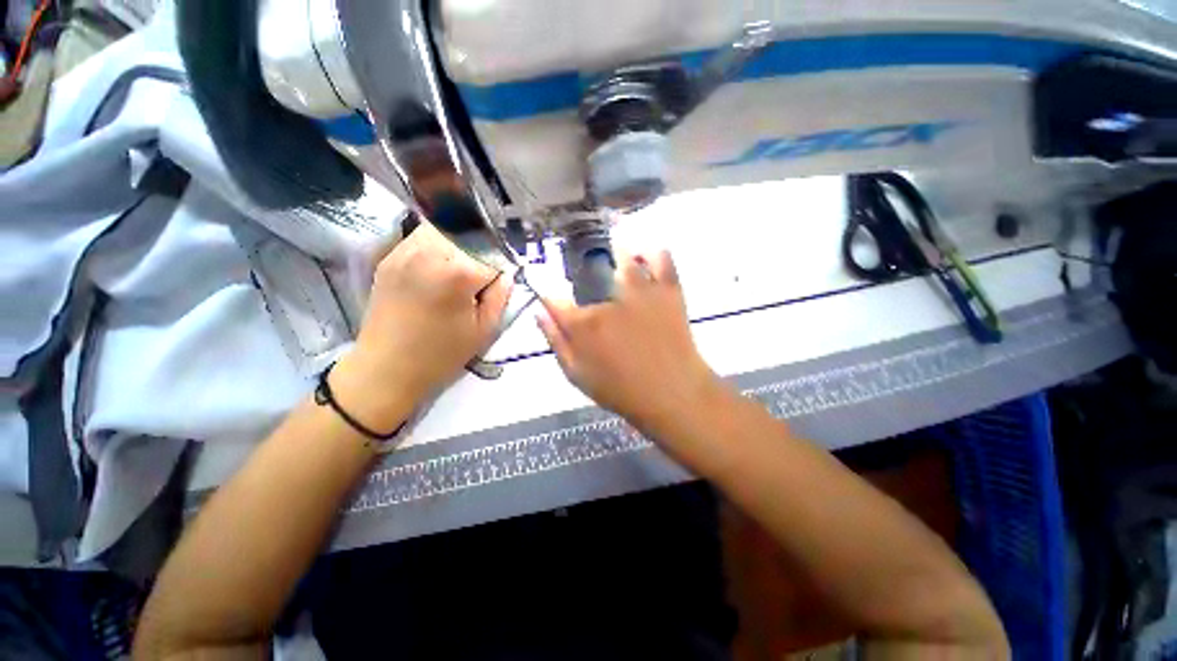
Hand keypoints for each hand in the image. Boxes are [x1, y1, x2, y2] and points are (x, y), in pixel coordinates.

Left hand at [333, 222, 511, 429]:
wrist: (386, 369)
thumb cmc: (442, 354)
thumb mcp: (485, 330)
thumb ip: (501, 296)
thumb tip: (506, 274)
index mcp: (459, 272)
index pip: (494, 256)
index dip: (500, 271)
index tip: (498, 286)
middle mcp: (431, 251)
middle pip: (470, 236)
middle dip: (480, 254)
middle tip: (478, 279)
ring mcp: (405, 251)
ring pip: (445, 230)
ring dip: (459, 246)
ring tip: (457, 272)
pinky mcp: (389, 257)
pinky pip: (421, 239)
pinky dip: (436, 248)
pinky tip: (436, 271)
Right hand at [537, 250, 718, 434]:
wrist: (672, 393)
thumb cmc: (621, 390)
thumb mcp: (577, 375)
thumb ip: (556, 341)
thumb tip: (539, 313)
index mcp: (584, 324)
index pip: (553, 297)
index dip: (546, 292)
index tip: (548, 291)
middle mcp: (608, 300)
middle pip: (589, 271)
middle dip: (586, 270)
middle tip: (591, 277)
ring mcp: (640, 291)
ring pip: (625, 257)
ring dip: (617, 252)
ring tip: (616, 254)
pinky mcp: (667, 290)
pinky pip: (661, 258)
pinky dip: (652, 252)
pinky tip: (645, 256)